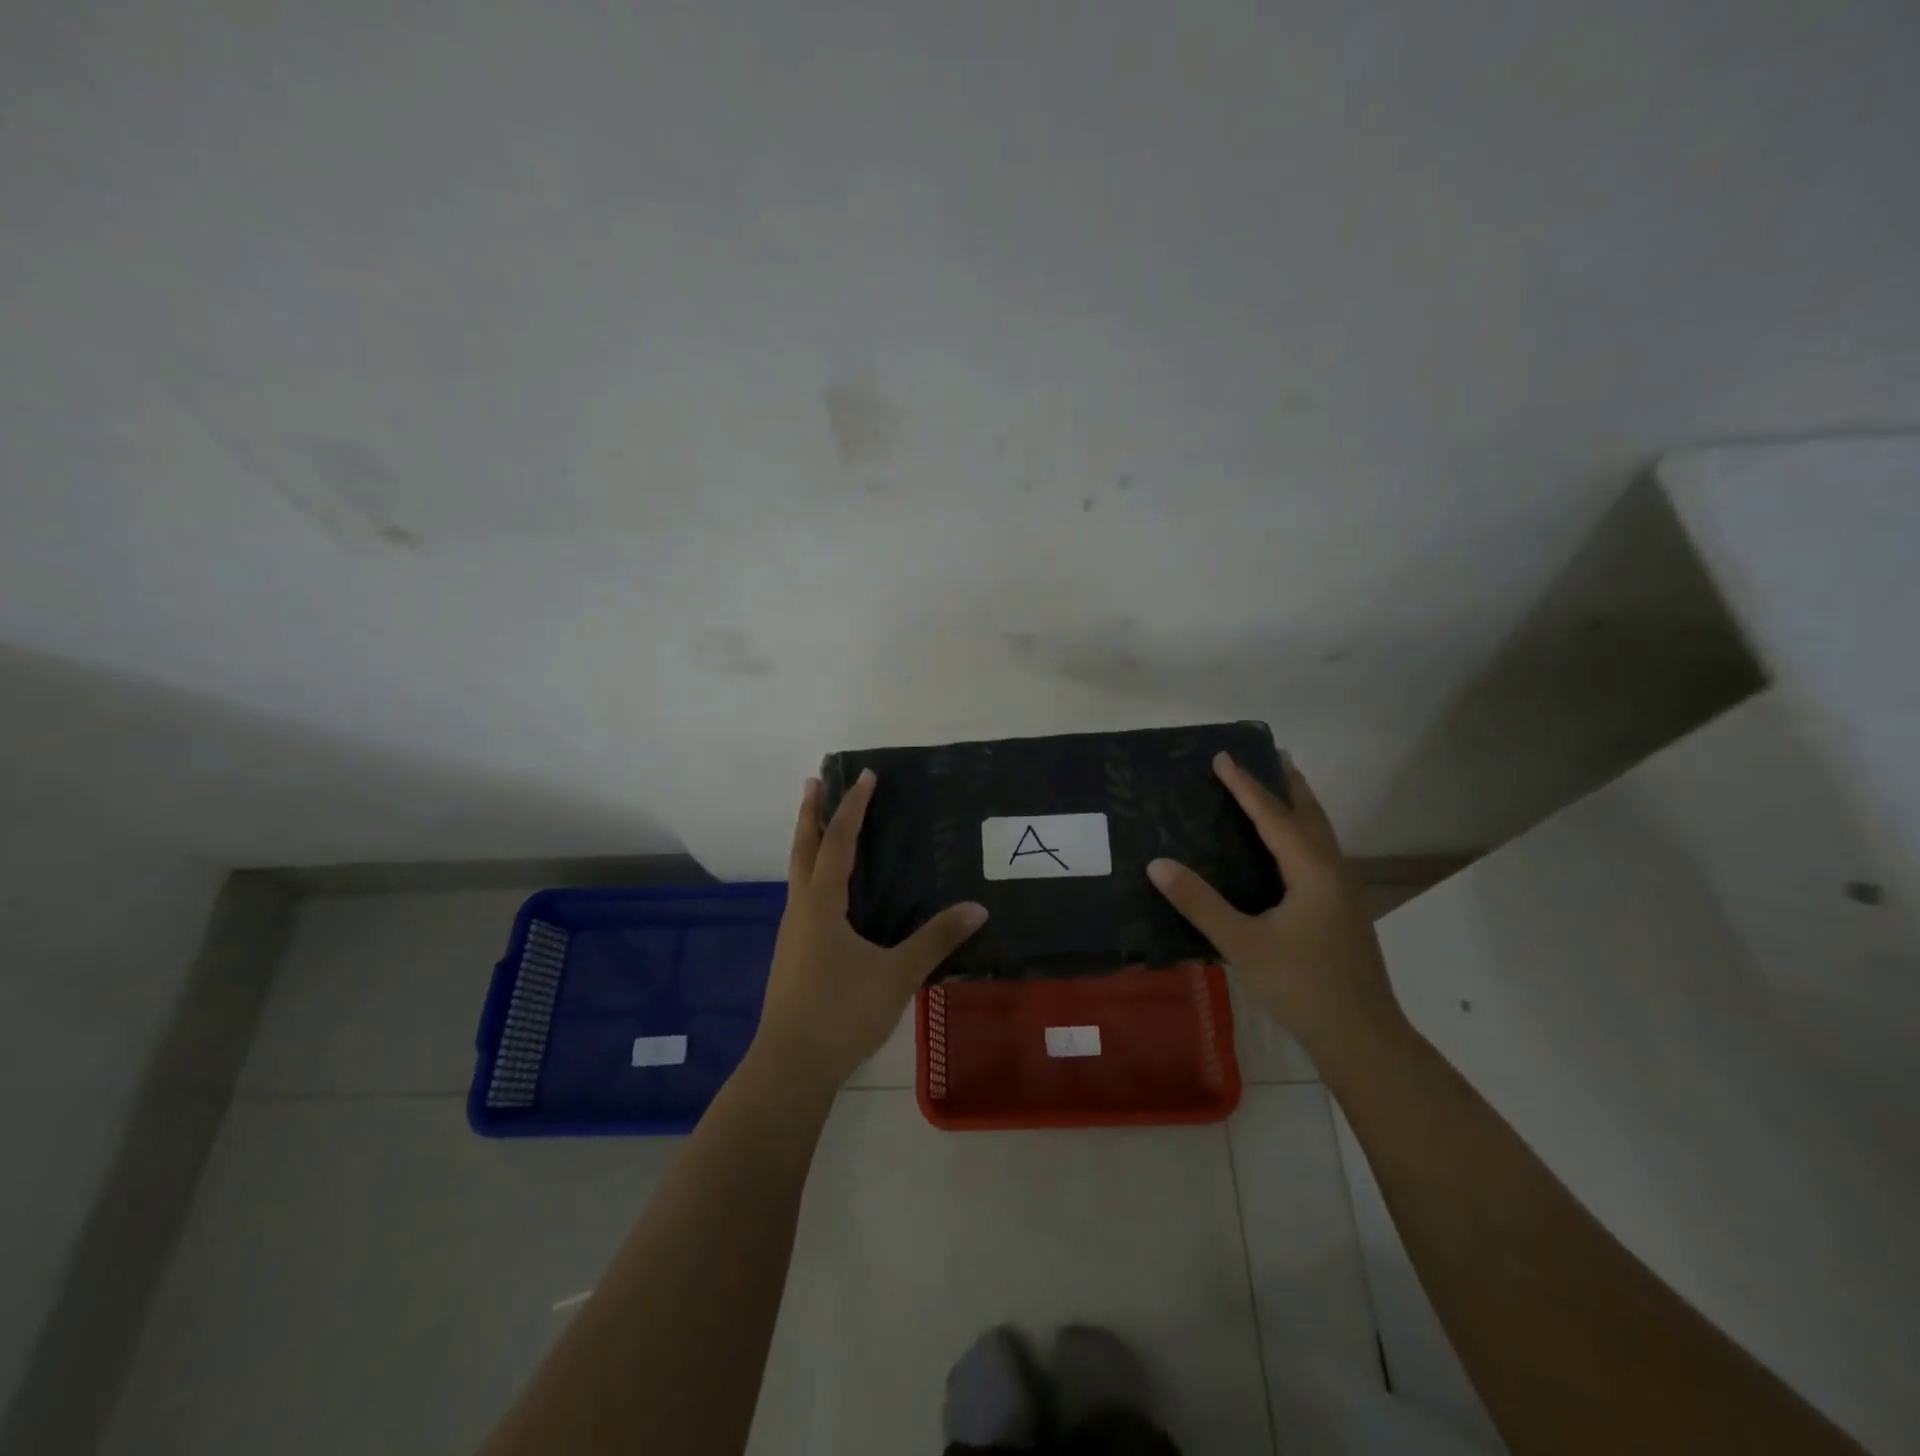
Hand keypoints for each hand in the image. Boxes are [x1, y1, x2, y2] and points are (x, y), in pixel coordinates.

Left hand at [753, 770, 988, 1090]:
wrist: (791, 1066)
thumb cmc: (842, 1012)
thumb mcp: (897, 974)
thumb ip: (936, 939)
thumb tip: (977, 908)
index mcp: (822, 903)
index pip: (839, 841)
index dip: (853, 807)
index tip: (866, 776)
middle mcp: (801, 909)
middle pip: (803, 848)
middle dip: (810, 812)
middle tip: (815, 780)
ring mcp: (792, 933)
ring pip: (798, 873)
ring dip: (808, 842)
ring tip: (820, 826)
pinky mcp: (793, 954)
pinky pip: (803, 897)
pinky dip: (813, 875)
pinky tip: (828, 893)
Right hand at [1147, 753, 1402, 1051]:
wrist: (1363, 1037)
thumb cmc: (1301, 986)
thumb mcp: (1242, 944)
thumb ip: (1199, 903)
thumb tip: (1157, 864)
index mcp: (1311, 871)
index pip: (1273, 816)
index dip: (1245, 785)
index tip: (1222, 756)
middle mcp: (1333, 870)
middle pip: (1309, 814)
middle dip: (1286, 782)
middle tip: (1265, 754)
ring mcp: (1343, 890)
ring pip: (1319, 833)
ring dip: (1297, 805)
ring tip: (1277, 786)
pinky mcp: (1342, 909)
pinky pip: (1319, 851)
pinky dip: (1301, 831)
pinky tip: (1286, 847)